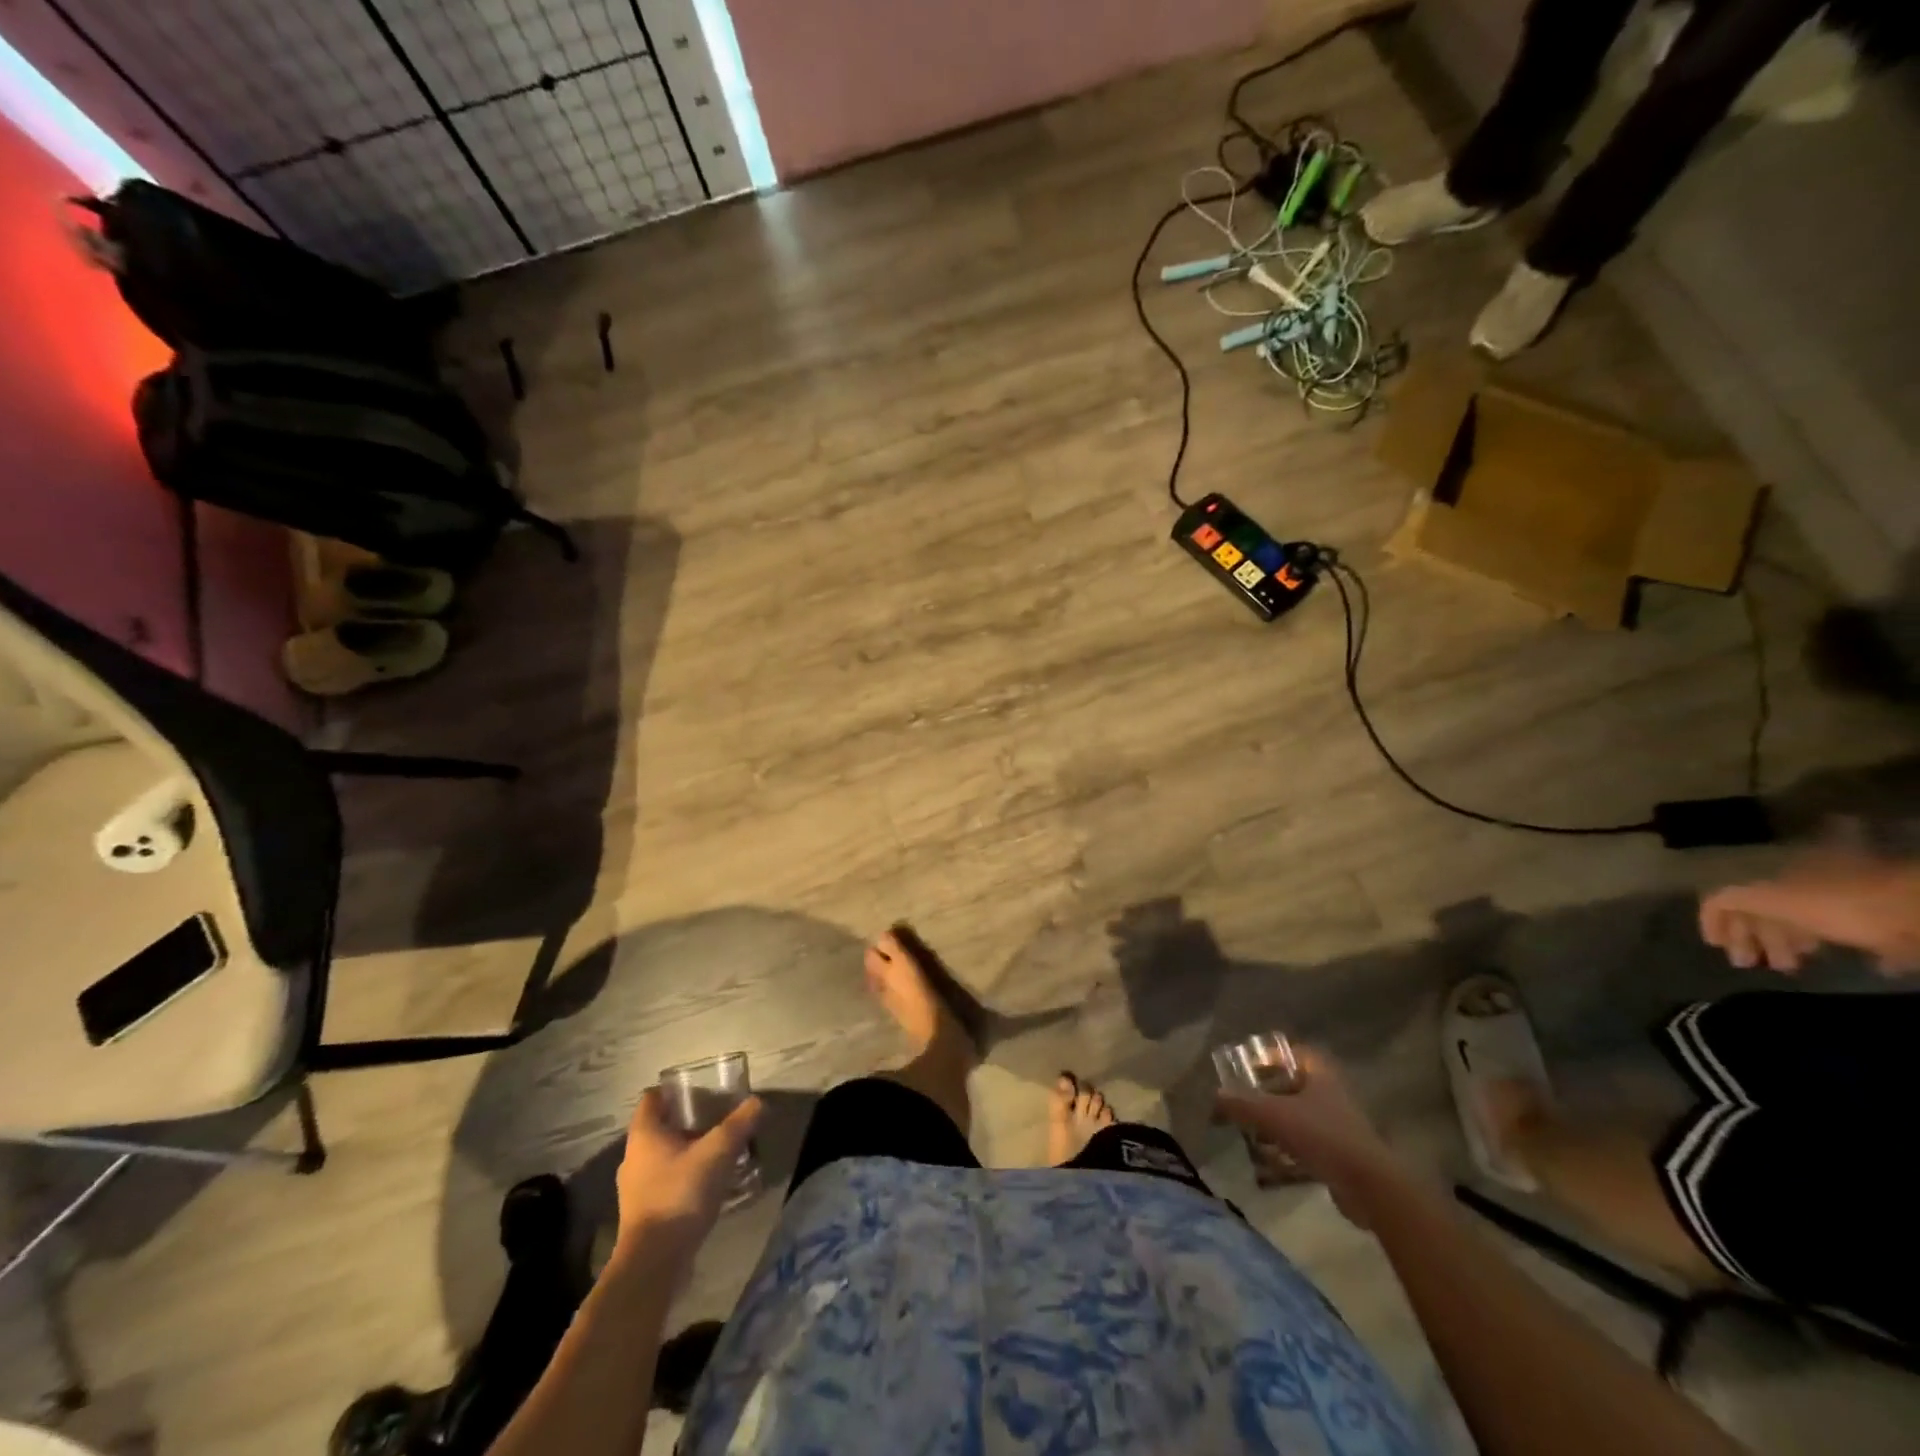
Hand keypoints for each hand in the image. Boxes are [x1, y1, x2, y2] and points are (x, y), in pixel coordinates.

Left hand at [614, 1088, 762, 1257]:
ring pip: (663, 1157)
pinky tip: (708, 1184)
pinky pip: (665, 1182)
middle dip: (686, 1121)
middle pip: (659, 1128)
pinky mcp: (644, 1214)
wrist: (653, 1263)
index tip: (698, 1089)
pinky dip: (684, 1177)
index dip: (672, 1090)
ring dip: (686, 1151)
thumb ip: (739, 1124)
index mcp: (644, 1135)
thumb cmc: (680, 1194)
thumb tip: (758, 1101)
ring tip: (718, 1151)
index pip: (651, 1099)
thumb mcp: (717, 1153)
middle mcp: (633, 1157)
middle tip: (717, 1118)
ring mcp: (635, 1188)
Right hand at [1215, 1047, 1400, 1226]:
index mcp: (1321, 1074)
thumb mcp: (1273, 1115)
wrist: (1369, 1186)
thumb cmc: (1322, 1136)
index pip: (1295, 1052)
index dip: (1271, 1056)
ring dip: (1277, 1123)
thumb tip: (1215, 1095)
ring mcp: (1340, 1125)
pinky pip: (1309, 1144)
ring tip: (1252, 1134)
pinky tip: (1271, 1162)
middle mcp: (1332, 1093)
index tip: (1249, 1067)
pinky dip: (1290, 1149)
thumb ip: (1241, 1103)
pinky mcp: (1343, 1154)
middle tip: (1245, 1101)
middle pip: (1295, 1085)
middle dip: (1269, 1093)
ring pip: (1301, 1116)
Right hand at [1700, 846, 1919, 974]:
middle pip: (1765, 910)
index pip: (1734, 895)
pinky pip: (1840, 936)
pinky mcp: (1872, 926)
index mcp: (1777, 879)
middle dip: (1751, 936)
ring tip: (1786, 968)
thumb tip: (1707, 902)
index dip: (1717, 918)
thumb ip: (1735, 899)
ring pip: (1800, 924)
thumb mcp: (1775, 899)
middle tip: (1747, 963)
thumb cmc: (1838, 906)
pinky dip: (1825, 949)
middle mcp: (1802, 887)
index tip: (1715, 945)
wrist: (1918, 913)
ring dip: (1785, 945)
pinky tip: (1824, 963)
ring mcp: (1838, 906)